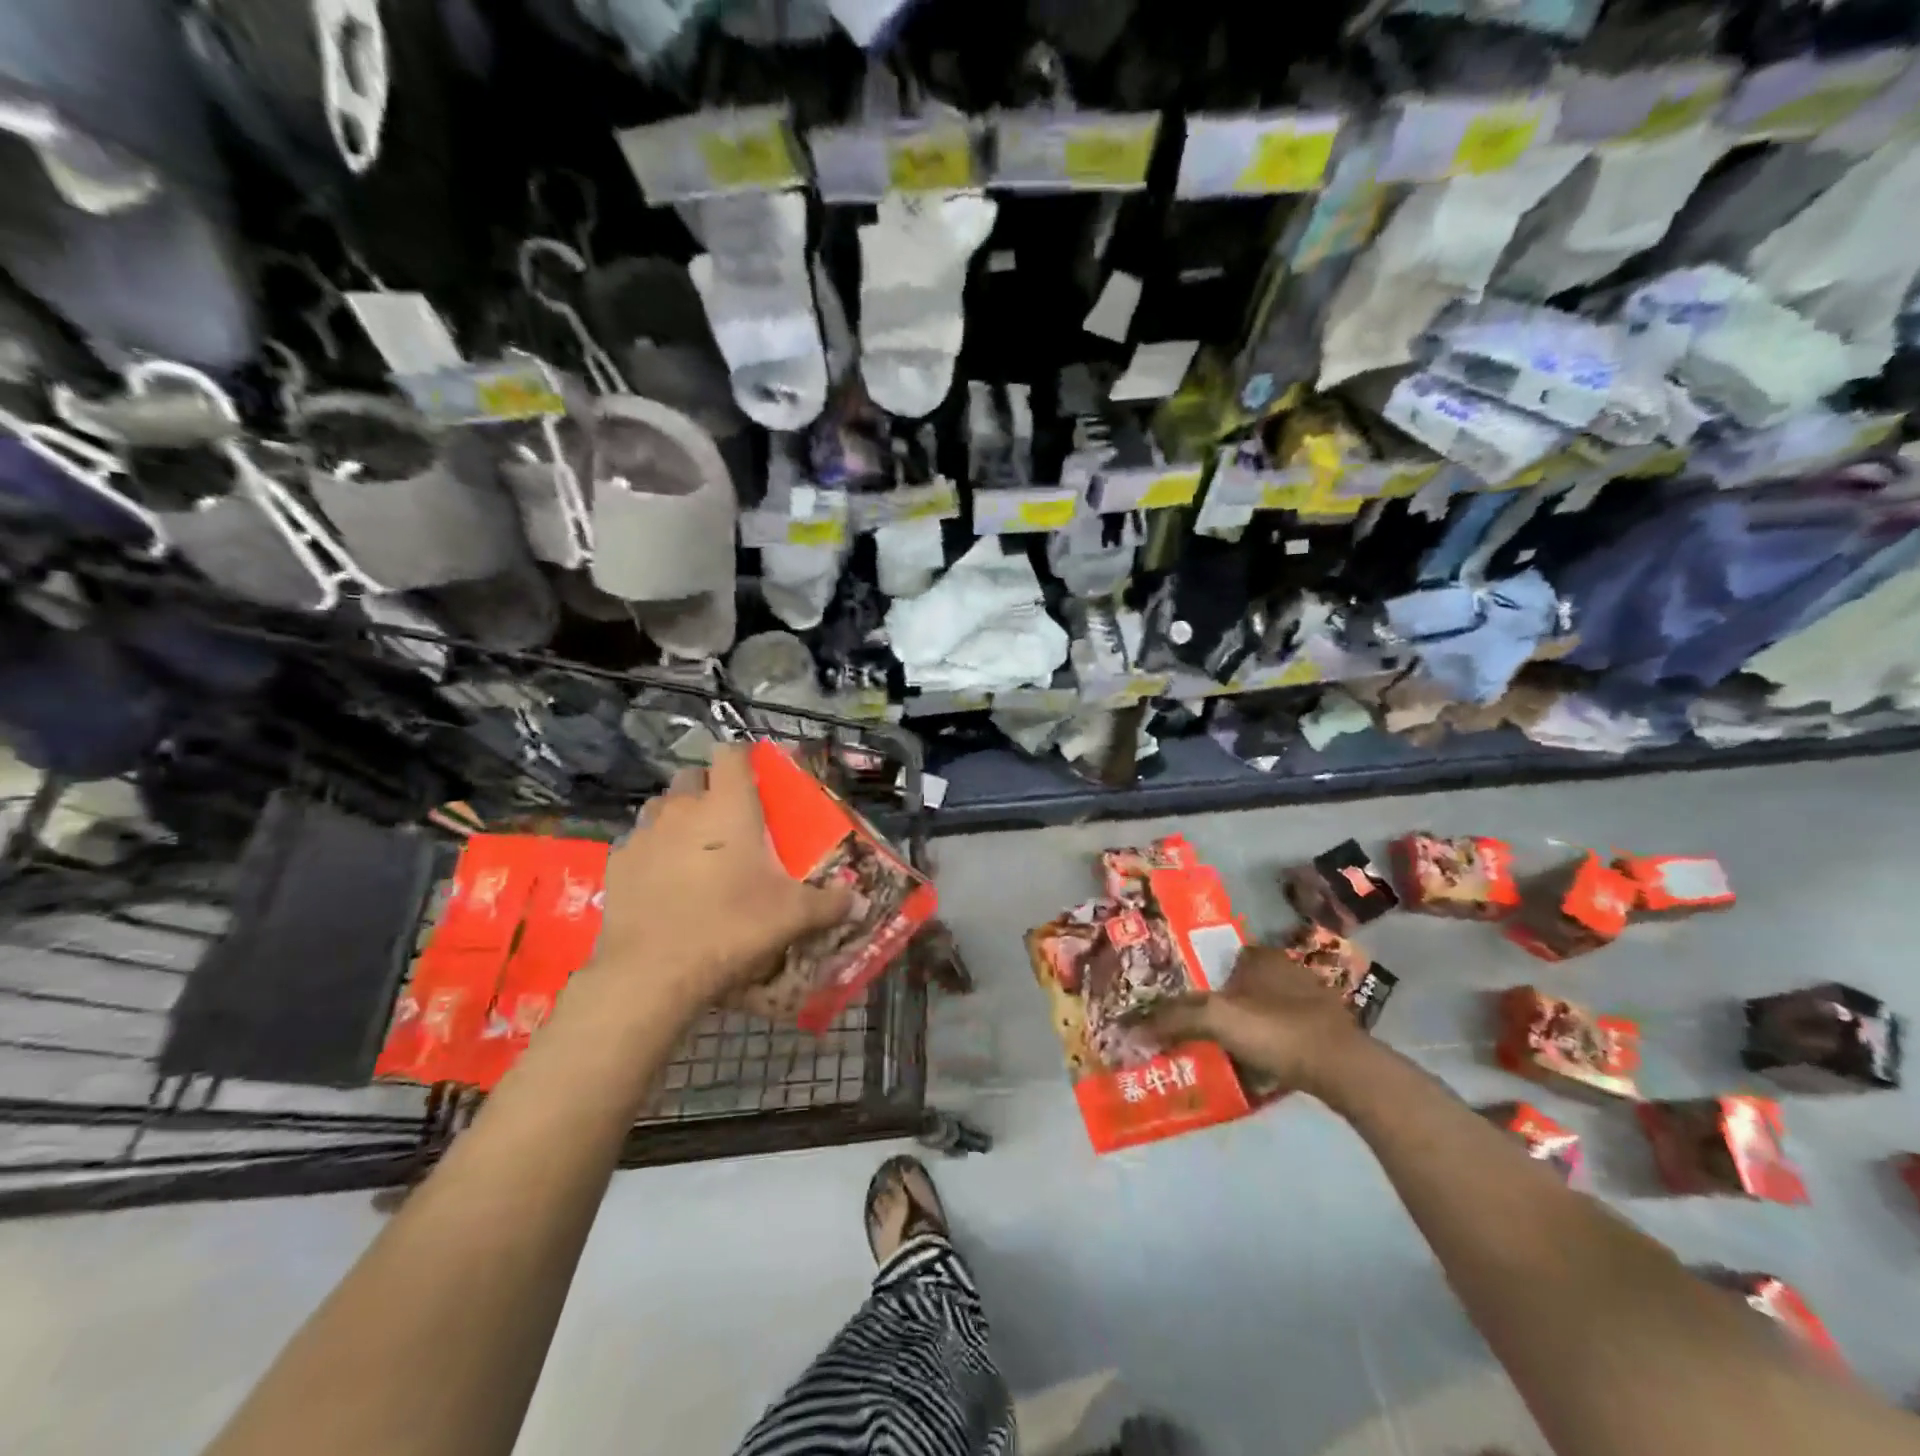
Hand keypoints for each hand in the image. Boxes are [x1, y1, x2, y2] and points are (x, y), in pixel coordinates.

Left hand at [583, 745, 852, 1017]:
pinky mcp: (617, 862)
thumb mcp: (793, 916)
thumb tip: (857, 901)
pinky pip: (637, 841)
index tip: (756, 774)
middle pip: (693, 775)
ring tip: (693, 846)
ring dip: (677, 815)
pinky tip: (662, 879)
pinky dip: (651, 850)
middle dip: (709, 787)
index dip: (744, 757)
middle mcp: (684, 808)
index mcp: (729, 806)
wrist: (654, 970)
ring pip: (661, 805)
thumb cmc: (733, 926)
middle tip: (727, 818)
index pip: (732, 754)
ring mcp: (645, 833)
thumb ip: (829, 903)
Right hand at [1141, 944, 1371, 1096]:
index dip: (1199, 975)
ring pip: (1265, 1007)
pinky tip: (1257, 1063)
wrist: (1343, 1068)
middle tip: (1199, 1026)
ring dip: (1247, 1024)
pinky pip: (1285, 1031)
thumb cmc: (1277, 1030)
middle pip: (1242, 984)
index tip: (1182, 999)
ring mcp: (1310, 998)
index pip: (1220, 956)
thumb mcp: (1217, 1020)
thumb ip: (1175, 1018)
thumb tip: (1131, 1025)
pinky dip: (1270, 1043)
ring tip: (1222, 1047)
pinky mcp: (1325, 1028)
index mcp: (1260, 956)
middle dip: (1223, 1002)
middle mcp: (1286, 968)